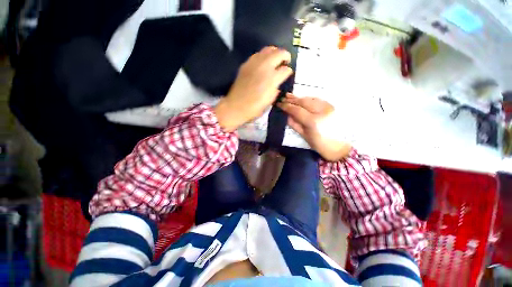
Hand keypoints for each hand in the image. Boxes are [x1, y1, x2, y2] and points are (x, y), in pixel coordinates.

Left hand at [214, 47, 293, 131]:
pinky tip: (263, 63)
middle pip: (279, 53)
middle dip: (285, 56)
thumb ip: (276, 89)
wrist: (236, 106)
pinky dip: (264, 56)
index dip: (289, 71)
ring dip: (275, 52)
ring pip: (268, 49)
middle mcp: (264, 67)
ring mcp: (254, 63)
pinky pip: (257, 54)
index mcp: (272, 78)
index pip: (286, 69)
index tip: (288, 74)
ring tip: (276, 59)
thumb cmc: (254, 107)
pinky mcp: (246, 64)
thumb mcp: (270, 100)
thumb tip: (277, 82)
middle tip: (286, 61)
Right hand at [278, 94, 351, 160]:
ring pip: (311, 98)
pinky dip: (309, 98)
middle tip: (283, 98)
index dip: (287, 106)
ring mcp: (328, 107)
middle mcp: (322, 111)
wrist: (340, 147)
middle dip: (292, 99)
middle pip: (304, 101)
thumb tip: (286, 115)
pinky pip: (318, 99)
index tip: (279, 104)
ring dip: (300, 97)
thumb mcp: (305, 136)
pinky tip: (303, 99)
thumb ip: (295, 125)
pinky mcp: (332, 107)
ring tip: (290, 96)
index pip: (297, 110)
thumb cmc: (321, 145)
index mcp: (313, 121)